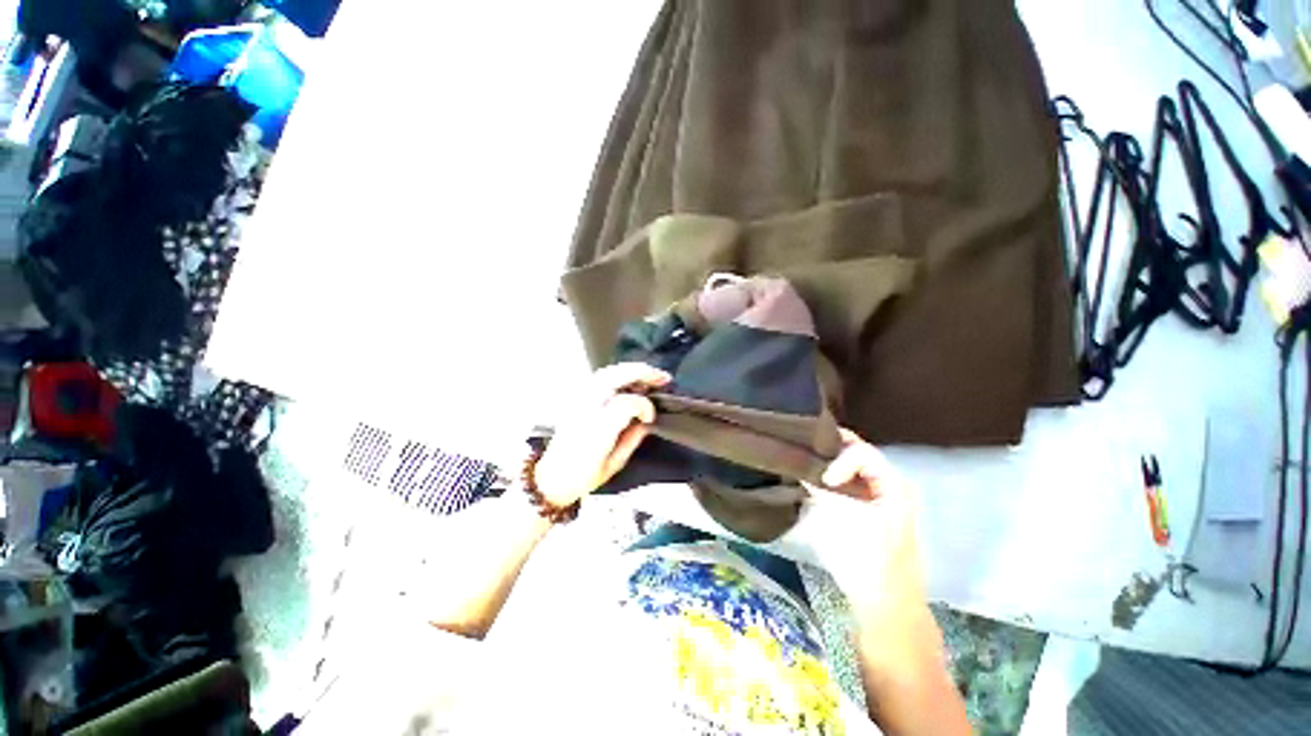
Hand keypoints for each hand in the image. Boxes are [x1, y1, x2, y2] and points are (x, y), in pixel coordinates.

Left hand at [533, 363, 670, 506]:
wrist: (551, 479)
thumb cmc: (582, 477)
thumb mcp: (615, 464)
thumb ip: (633, 438)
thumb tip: (645, 420)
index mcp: (597, 428)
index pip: (627, 402)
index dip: (645, 406)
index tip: (650, 417)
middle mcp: (586, 408)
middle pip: (616, 376)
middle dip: (643, 373)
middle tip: (662, 378)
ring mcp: (578, 400)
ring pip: (607, 372)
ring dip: (631, 371)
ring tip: (649, 376)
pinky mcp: (575, 398)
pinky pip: (599, 377)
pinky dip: (618, 375)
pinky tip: (629, 381)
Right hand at [807, 429, 927, 624]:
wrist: (886, 605)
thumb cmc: (868, 561)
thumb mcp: (842, 521)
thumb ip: (821, 490)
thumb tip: (800, 469)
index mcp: (893, 483)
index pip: (860, 450)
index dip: (837, 458)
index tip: (823, 480)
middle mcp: (891, 483)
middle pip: (856, 452)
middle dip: (828, 451)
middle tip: (801, 453)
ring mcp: (883, 496)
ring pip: (851, 466)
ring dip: (828, 463)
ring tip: (803, 465)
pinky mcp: (871, 509)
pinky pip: (849, 482)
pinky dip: (831, 478)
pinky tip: (813, 483)